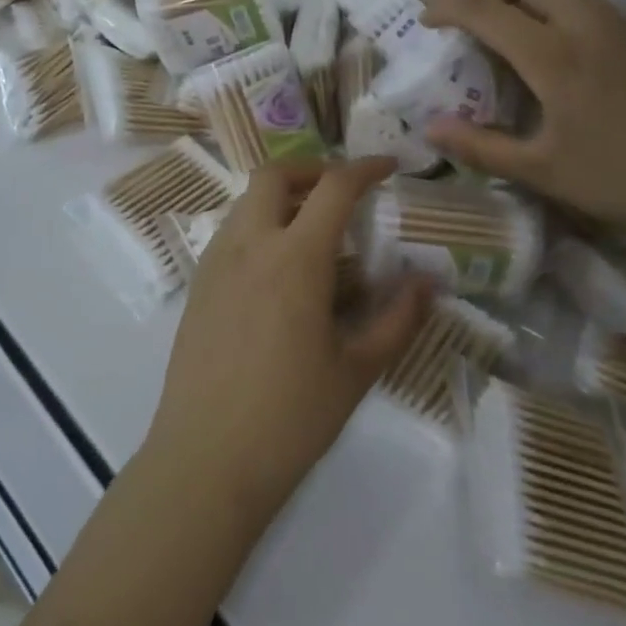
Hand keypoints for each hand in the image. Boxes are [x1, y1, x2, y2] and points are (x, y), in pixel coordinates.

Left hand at [143, 158, 434, 530]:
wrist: (206, 458)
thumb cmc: (291, 418)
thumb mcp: (357, 371)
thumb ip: (397, 319)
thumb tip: (427, 282)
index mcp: (295, 258)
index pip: (333, 187)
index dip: (365, 168)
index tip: (389, 167)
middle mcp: (250, 244)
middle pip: (275, 175)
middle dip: (312, 171)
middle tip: (342, 194)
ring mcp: (216, 260)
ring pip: (247, 200)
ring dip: (282, 197)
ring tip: (314, 234)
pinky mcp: (197, 282)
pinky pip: (231, 231)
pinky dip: (259, 225)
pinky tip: (279, 270)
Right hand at [420, 0, 625, 251]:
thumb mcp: (545, 172)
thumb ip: (481, 147)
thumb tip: (429, 130)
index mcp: (555, 55)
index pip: (485, 9)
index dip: (447, 6)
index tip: (426, 19)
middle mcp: (589, 25)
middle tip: (473, 22)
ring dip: (527, 1)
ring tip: (516, 47)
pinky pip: (594, 10)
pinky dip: (561, 18)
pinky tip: (569, 69)